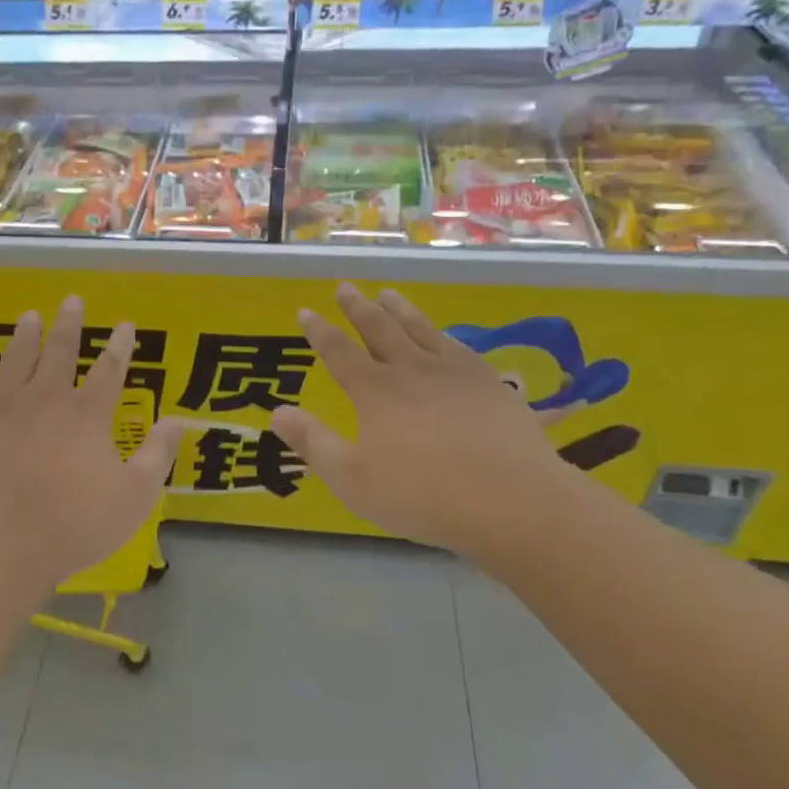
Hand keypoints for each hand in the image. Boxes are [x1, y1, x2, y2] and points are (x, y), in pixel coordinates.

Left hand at [0, 296, 188, 596]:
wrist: (0, 545)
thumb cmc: (74, 524)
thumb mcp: (134, 496)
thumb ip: (158, 454)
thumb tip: (179, 420)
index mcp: (88, 415)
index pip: (110, 369)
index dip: (120, 345)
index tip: (126, 325)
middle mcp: (47, 400)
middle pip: (60, 352)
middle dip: (69, 324)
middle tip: (72, 300)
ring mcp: (6, 409)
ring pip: (17, 360)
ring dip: (25, 336)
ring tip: (29, 316)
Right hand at [272, 283, 583, 556]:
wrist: (511, 500)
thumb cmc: (423, 495)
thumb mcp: (352, 479)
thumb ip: (314, 443)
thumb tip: (277, 412)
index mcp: (375, 391)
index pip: (339, 352)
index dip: (319, 331)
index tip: (305, 311)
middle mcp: (411, 370)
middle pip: (379, 329)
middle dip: (358, 308)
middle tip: (346, 288)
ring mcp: (454, 372)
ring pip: (420, 330)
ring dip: (400, 310)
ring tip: (388, 293)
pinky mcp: (489, 383)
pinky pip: (457, 347)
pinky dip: (442, 334)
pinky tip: (442, 335)